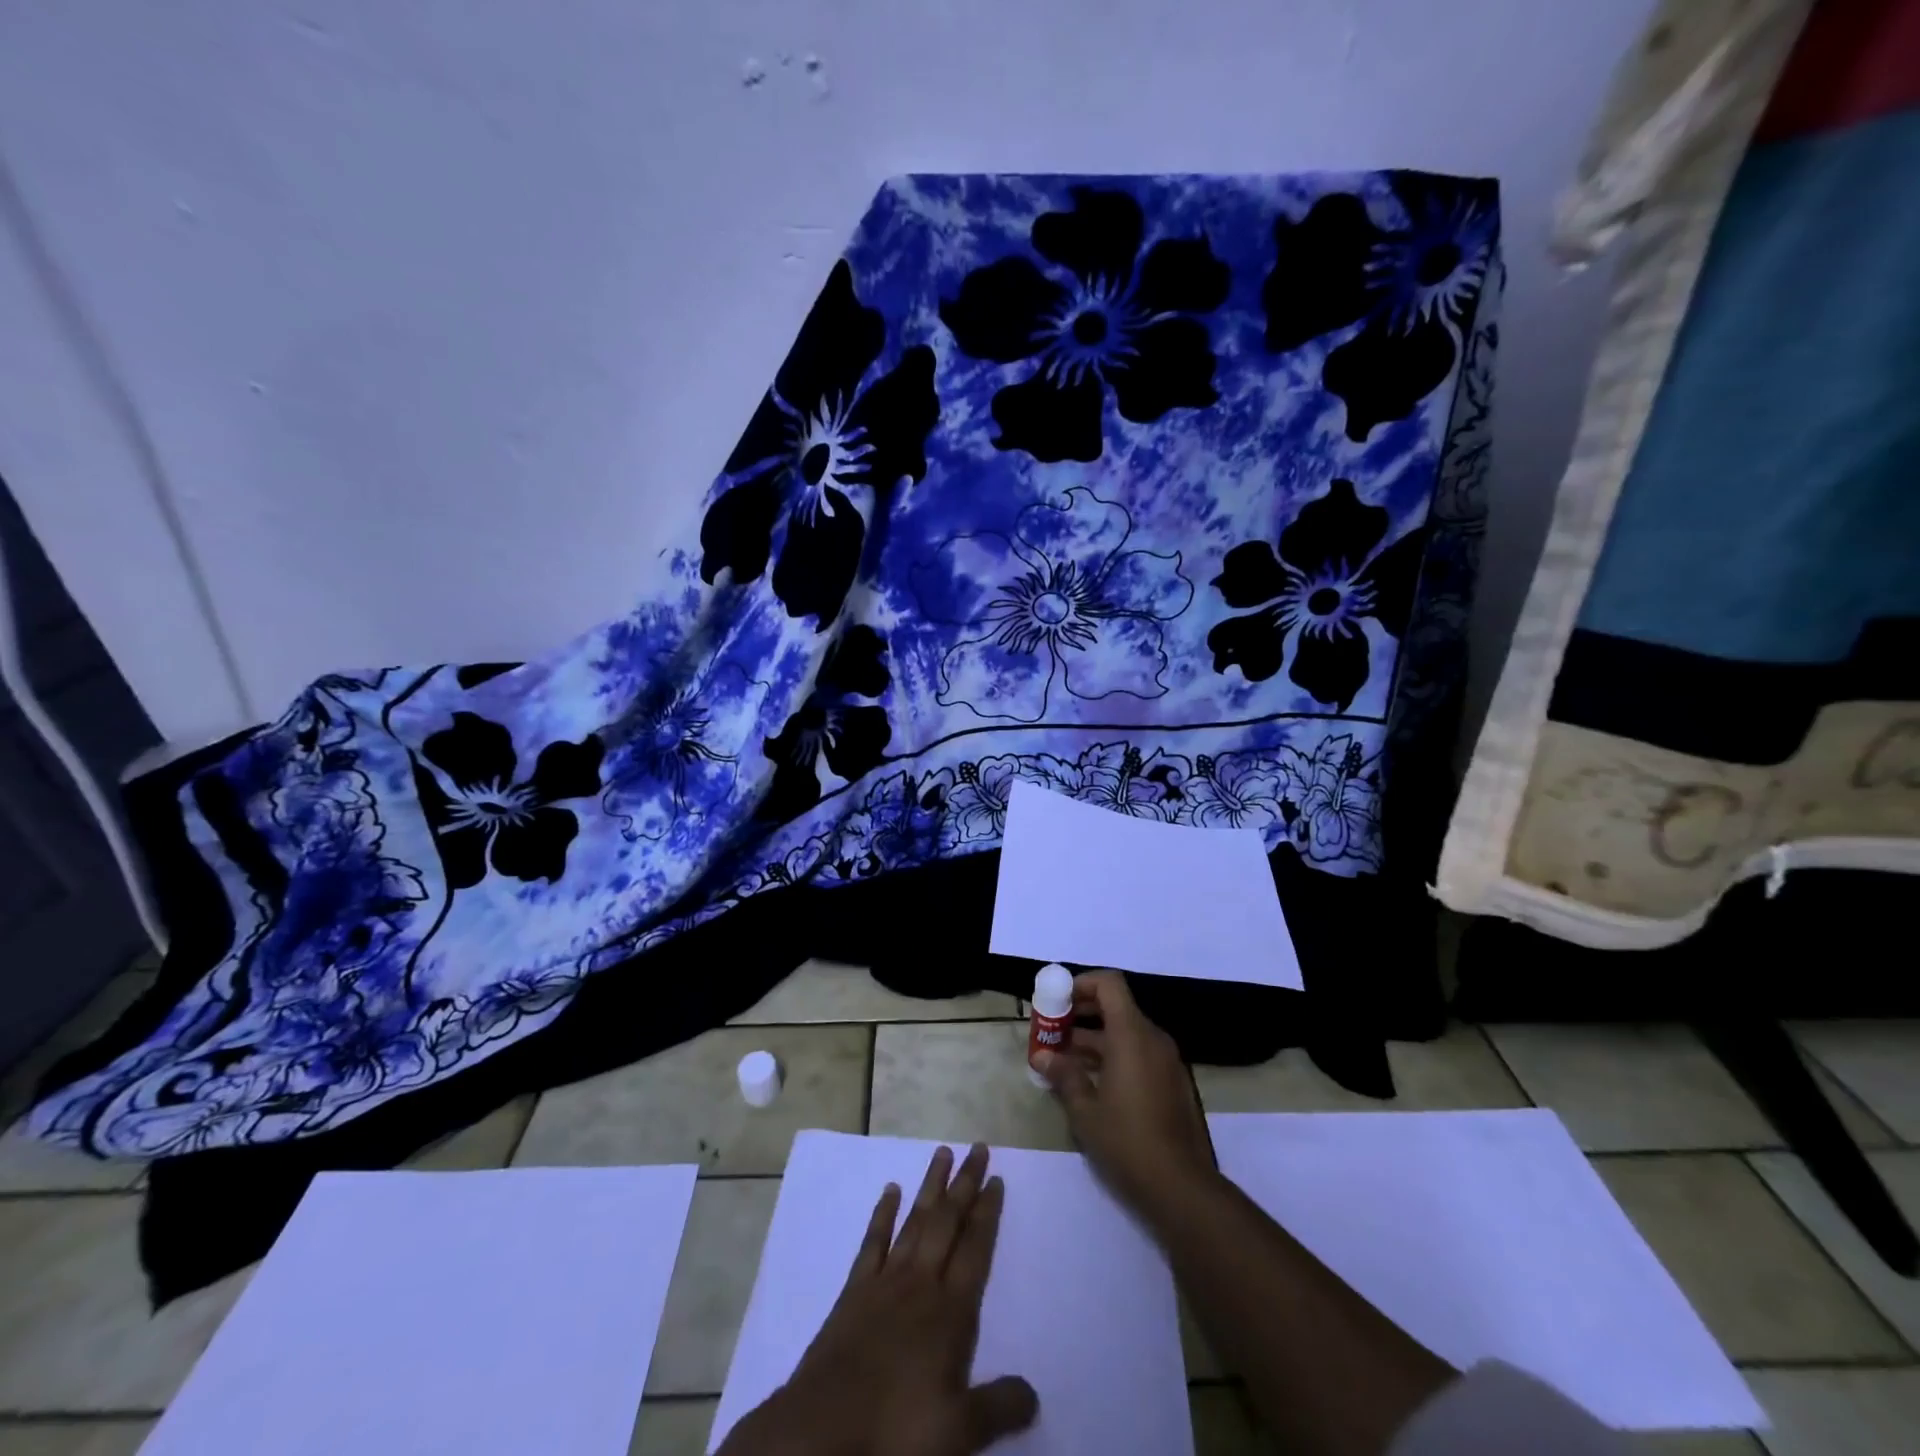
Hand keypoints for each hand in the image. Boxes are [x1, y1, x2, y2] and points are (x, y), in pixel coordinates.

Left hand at [719, 1143, 1037, 1455]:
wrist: (823, 1430)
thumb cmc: (897, 1430)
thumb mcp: (960, 1432)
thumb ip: (999, 1406)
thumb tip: (1034, 1393)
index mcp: (950, 1311)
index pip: (976, 1249)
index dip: (988, 1213)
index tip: (997, 1180)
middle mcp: (921, 1282)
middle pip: (948, 1222)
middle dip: (966, 1184)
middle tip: (978, 1148)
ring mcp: (885, 1281)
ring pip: (915, 1221)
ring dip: (931, 1186)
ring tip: (943, 1152)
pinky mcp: (854, 1290)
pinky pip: (873, 1241)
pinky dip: (883, 1214)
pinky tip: (890, 1189)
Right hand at [1037, 971, 1217, 1217]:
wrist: (1182, 1188)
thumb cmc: (1128, 1142)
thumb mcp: (1085, 1110)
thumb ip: (1064, 1075)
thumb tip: (1042, 1056)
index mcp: (1132, 1035)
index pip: (1110, 984)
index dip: (1082, 984)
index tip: (1057, 1002)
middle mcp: (1153, 1039)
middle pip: (1116, 1007)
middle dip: (1082, 1013)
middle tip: (1053, 1031)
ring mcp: (1166, 1061)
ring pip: (1126, 1033)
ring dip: (1095, 1038)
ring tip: (1063, 1059)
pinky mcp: (1172, 1083)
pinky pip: (1139, 1053)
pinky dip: (1113, 1055)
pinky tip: (1091, 1082)